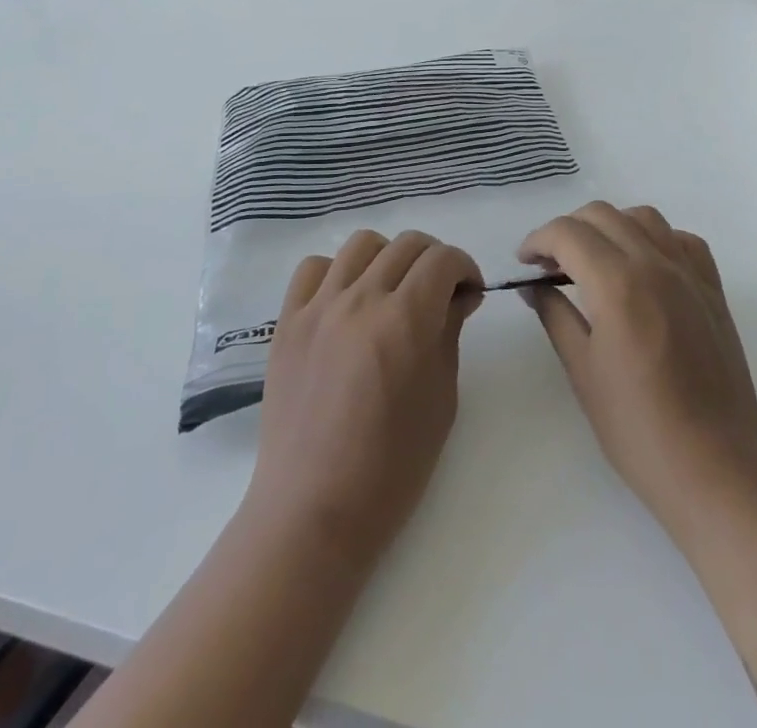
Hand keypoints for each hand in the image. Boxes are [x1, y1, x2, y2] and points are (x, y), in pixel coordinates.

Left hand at [246, 229, 482, 564]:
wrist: (313, 511)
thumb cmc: (391, 469)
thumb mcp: (441, 401)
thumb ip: (450, 333)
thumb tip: (460, 294)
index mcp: (405, 320)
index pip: (442, 259)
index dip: (464, 267)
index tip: (469, 291)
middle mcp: (360, 299)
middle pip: (406, 245)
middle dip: (434, 260)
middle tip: (440, 292)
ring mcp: (319, 307)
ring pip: (361, 245)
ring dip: (388, 258)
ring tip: (392, 291)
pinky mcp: (288, 321)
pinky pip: (313, 268)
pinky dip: (337, 272)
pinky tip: (346, 301)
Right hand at [518, 202, 756, 536]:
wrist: (716, 469)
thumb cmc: (639, 428)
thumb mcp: (583, 371)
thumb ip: (555, 316)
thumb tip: (533, 286)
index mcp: (617, 283)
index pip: (567, 233)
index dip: (538, 240)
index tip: (524, 262)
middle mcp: (655, 264)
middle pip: (602, 215)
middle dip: (567, 230)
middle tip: (550, 264)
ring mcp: (689, 274)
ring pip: (643, 217)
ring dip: (610, 226)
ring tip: (594, 260)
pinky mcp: (713, 290)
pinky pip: (681, 240)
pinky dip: (655, 239)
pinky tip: (643, 268)